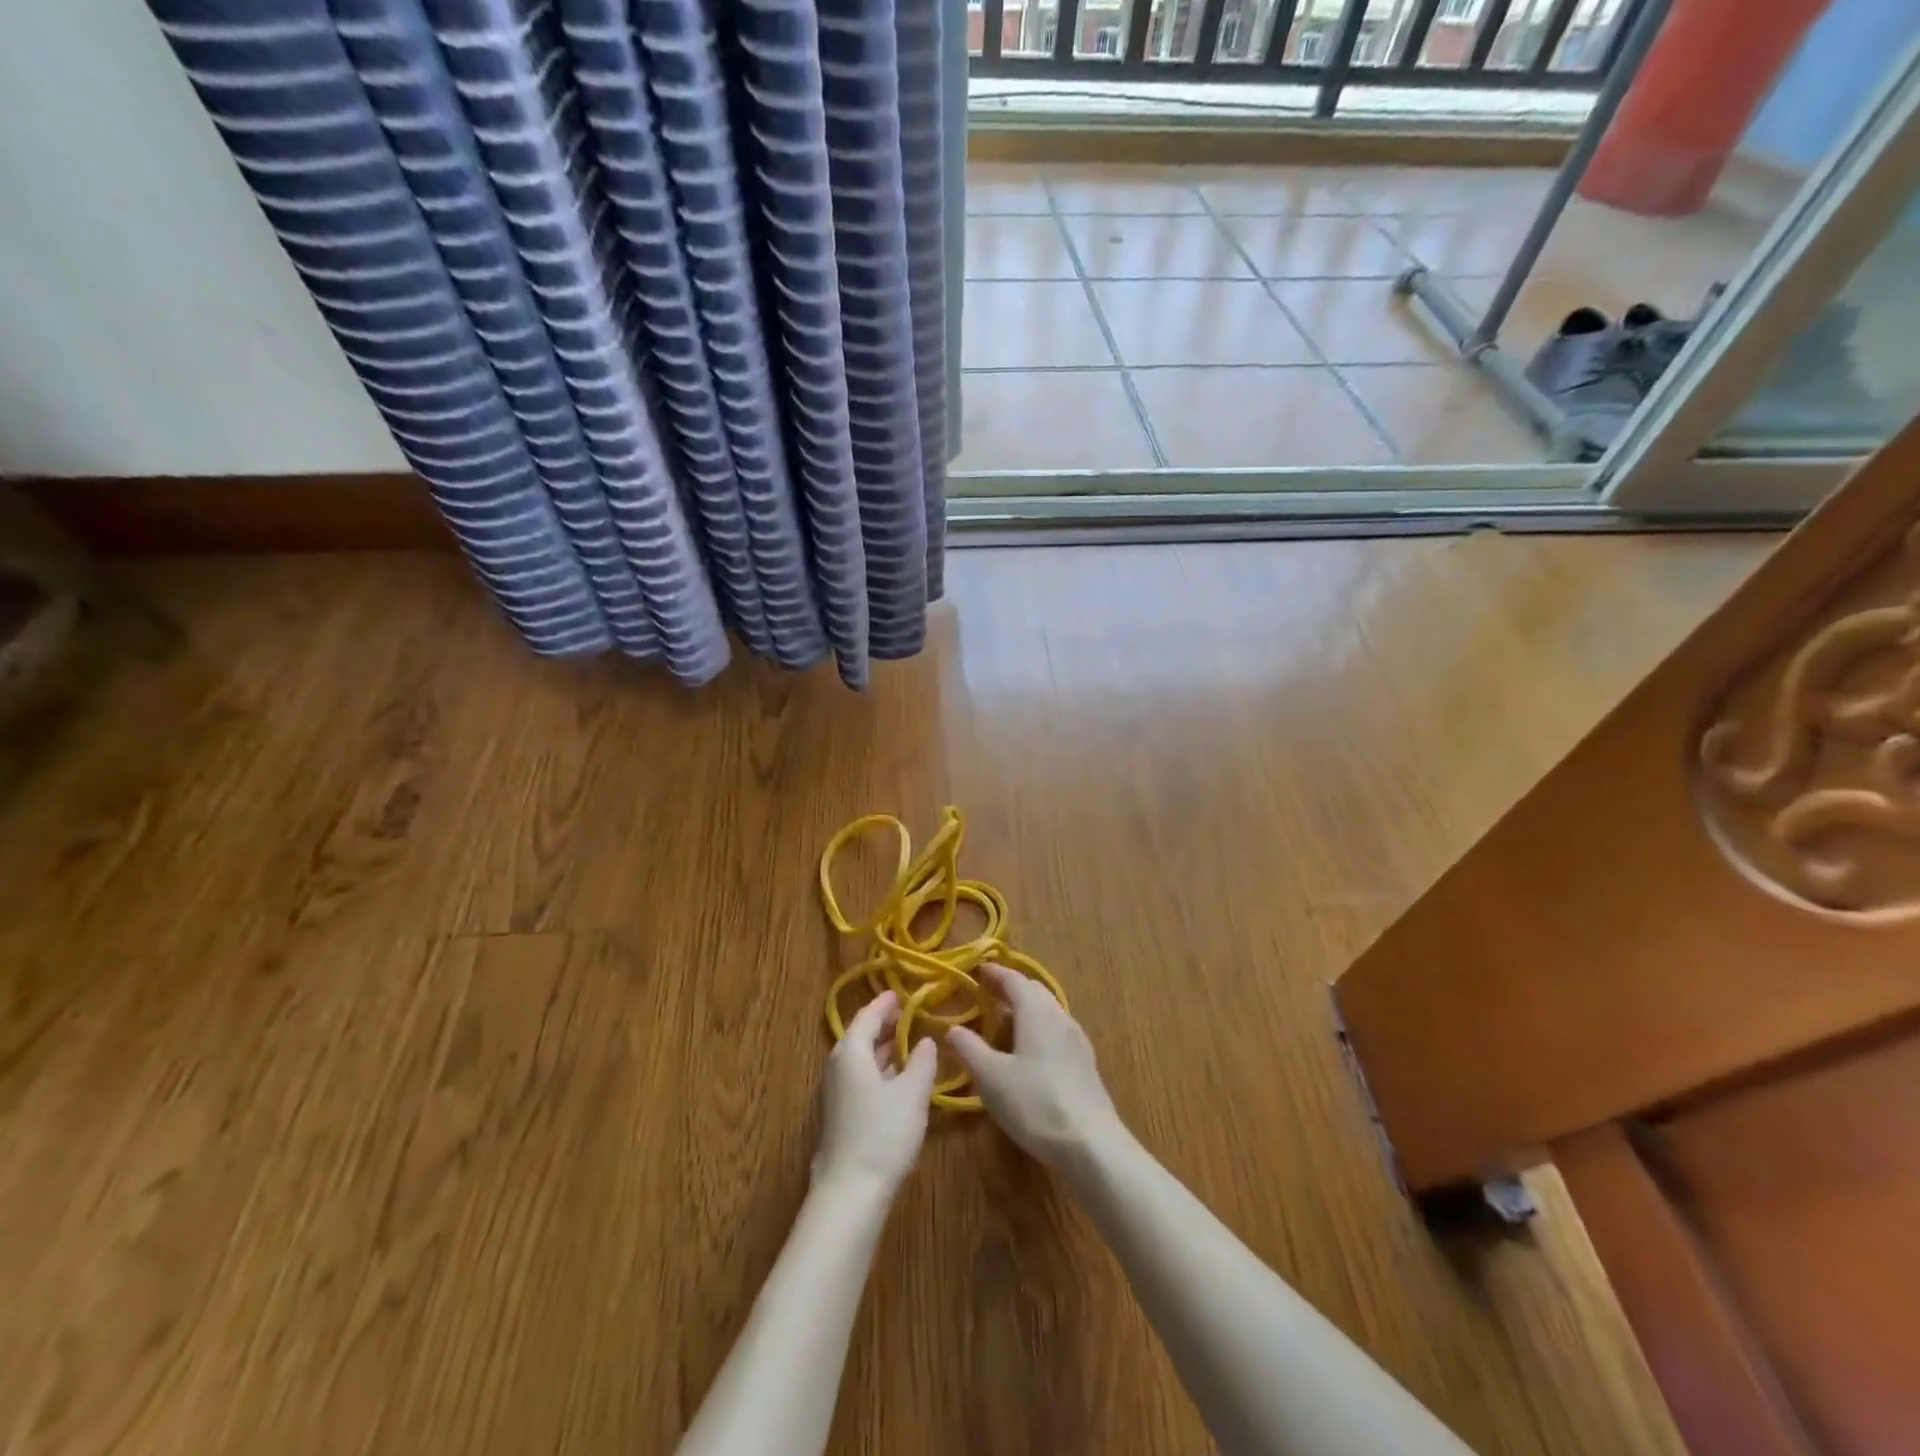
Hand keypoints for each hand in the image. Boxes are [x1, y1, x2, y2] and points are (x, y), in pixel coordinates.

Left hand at [813, 991, 938, 1196]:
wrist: (850, 1192)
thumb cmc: (883, 1133)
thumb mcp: (912, 1093)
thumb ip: (923, 1062)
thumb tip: (927, 1041)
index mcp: (851, 1052)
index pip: (867, 1016)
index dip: (885, 1003)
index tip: (900, 992)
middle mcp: (837, 1067)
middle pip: (860, 1035)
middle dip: (884, 1024)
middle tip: (908, 1014)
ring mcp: (835, 1093)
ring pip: (860, 1060)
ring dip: (882, 1048)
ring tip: (908, 1042)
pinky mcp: (839, 1116)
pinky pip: (860, 1078)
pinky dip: (878, 1069)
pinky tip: (897, 1079)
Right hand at [948, 964, 1123, 1168]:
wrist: (1091, 1143)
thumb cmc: (1035, 1103)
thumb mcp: (991, 1078)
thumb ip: (969, 1049)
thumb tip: (953, 1028)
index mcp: (1036, 1012)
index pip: (1014, 980)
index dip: (995, 973)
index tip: (978, 970)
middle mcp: (1059, 1017)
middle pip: (1034, 991)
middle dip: (1011, 988)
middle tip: (988, 992)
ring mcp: (1077, 1040)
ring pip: (1048, 1010)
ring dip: (1026, 1008)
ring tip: (1005, 1020)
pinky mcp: (1085, 1063)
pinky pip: (1057, 1030)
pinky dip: (1038, 1027)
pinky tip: (1030, 1050)